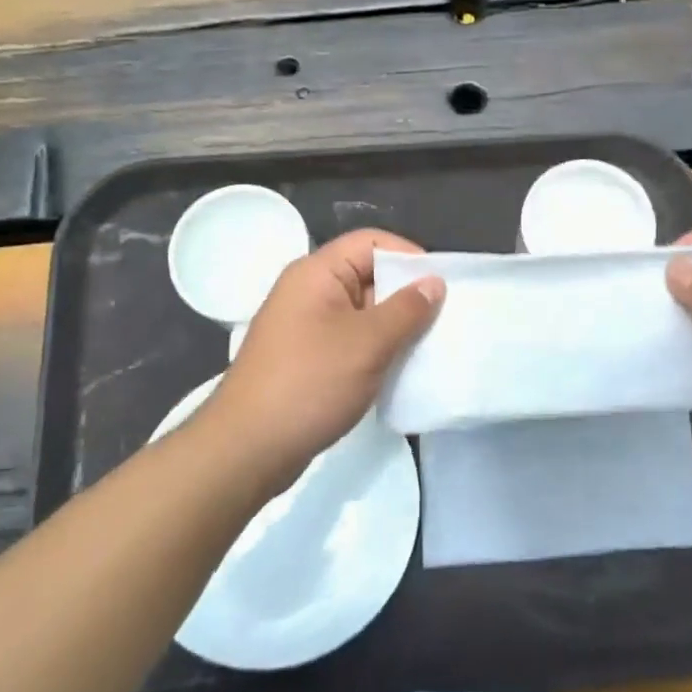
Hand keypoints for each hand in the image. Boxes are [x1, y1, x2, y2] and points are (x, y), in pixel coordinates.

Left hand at [200, 229, 443, 490]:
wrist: (247, 449)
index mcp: (316, 273)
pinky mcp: (307, 358)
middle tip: (444, 319)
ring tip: (429, 346)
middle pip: (368, 275)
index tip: (442, 286)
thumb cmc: (309, 383)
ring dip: (395, 326)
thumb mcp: (367, 343)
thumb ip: (406, 310)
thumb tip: (434, 282)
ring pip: (362, 311)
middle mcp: (309, 291)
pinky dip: (376, 349)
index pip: (371, 242)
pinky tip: (400, 370)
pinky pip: (350, 340)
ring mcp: (306, 326)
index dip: (409, 256)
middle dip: (406, 294)